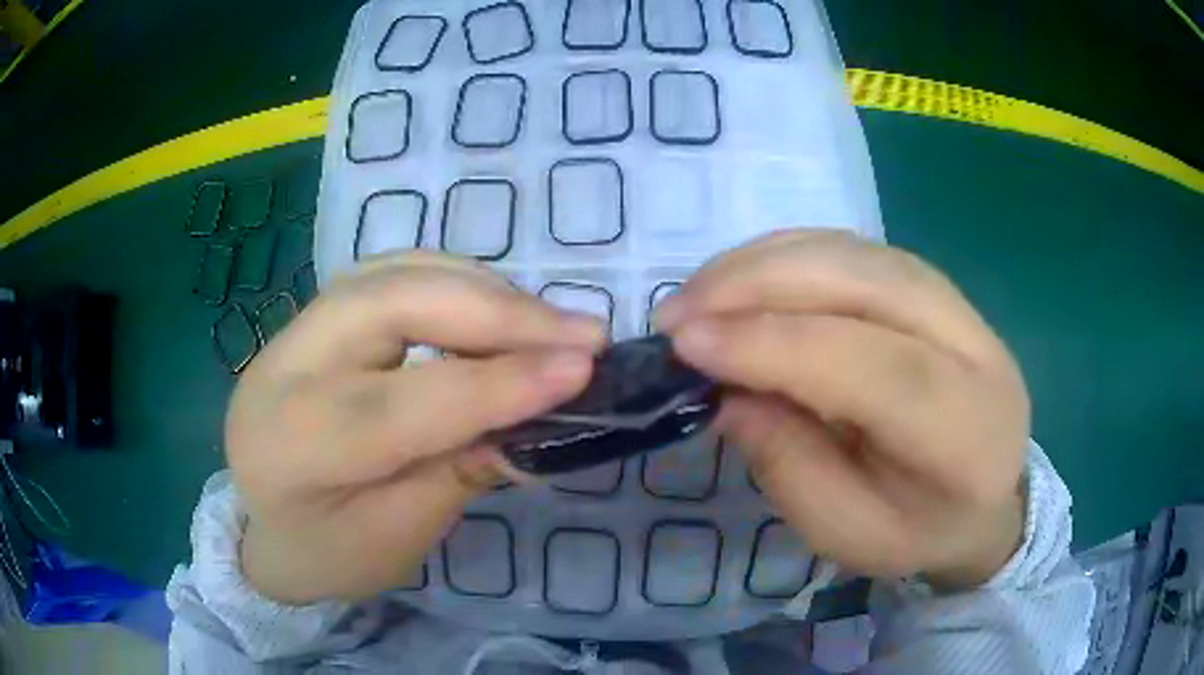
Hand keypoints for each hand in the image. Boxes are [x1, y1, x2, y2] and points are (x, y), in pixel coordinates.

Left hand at [226, 252, 605, 604]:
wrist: (262, 528)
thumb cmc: (326, 553)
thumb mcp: (397, 538)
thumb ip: (460, 470)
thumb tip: (538, 414)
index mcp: (292, 446)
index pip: (407, 402)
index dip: (500, 383)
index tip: (585, 367)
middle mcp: (283, 367)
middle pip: (393, 303)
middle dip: (497, 312)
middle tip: (582, 332)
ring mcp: (294, 329)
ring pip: (394, 273)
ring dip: (482, 290)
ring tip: (548, 323)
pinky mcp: (315, 316)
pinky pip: (390, 275)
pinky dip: (453, 283)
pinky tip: (493, 310)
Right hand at [656, 231, 1028, 589]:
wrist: (985, 497)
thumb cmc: (918, 530)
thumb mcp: (847, 532)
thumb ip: (790, 466)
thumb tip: (727, 391)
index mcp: (965, 431)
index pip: (870, 366)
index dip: (772, 345)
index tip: (686, 345)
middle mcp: (975, 348)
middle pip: (865, 283)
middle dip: (758, 285)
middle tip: (678, 311)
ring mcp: (959, 304)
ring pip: (855, 252)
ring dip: (765, 261)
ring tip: (699, 292)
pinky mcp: (933, 285)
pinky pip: (855, 248)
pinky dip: (789, 253)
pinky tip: (745, 276)